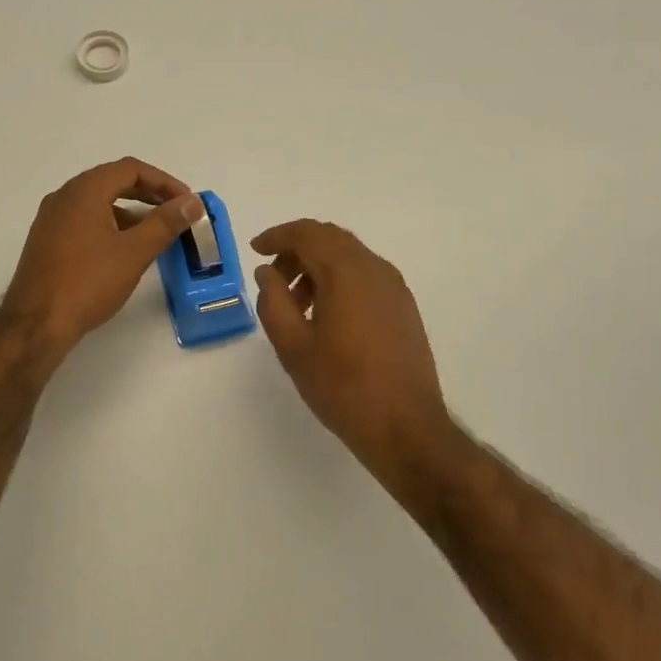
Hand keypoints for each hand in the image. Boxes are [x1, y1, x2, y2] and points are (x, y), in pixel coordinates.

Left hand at [3, 159, 204, 359]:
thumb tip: (192, 203)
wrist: (36, 324)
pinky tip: (123, 250)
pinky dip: (109, 225)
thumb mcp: (134, 252)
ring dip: (129, 211)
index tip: (186, 202)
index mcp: (83, 191)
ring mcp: (51, 219)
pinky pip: (84, 221)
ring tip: (155, 233)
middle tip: (175, 212)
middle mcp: (64, 197)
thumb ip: (165, 223)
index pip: (130, 169)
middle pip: (112, 181)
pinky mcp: (46, 242)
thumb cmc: (88, 282)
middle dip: (148, 194)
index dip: (164, 181)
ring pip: (97, 203)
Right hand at [251, 220, 458, 489]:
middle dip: (297, 250)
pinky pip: (366, 276)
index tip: (255, 250)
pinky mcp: (404, 307)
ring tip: (296, 304)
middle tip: (273, 278)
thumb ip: (273, 301)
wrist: (404, 426)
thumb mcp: (293, 346)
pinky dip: (340, 280)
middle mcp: (375, 269)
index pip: (307, 234)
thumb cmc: (342, 386)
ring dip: (318, 266)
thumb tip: (267, 272)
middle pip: (330, 239)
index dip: (277, 236)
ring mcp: (394, 288)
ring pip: (350, 257)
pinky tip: (326, 315)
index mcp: (346, 273)